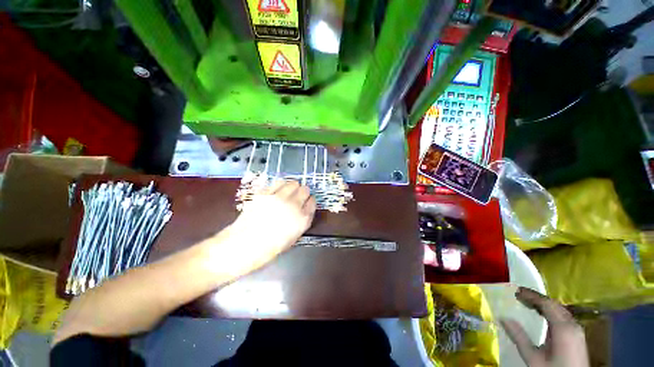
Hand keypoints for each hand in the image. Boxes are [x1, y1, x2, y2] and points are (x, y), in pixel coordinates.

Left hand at [227, 180, 315, 272]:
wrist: (243, 245)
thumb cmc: (269, 248)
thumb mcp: (292, 238)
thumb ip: (300, 222)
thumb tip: (301, 212)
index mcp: (302, 220)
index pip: (312, 203)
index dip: (310, 201)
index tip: (308, 201)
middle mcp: (293, 206)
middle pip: (305, 190)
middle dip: (303, 192)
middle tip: (299, 195)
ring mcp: (279, 198)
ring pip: (293, 183)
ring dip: (293, 186)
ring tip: (290, 190)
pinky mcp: (266, 193)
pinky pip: (278, 182)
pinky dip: (281, 184)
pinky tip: (279, 189)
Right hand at [501, 287, 588, 366]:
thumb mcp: (533, 358)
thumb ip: (520, 338)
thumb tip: (503, 318)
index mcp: (563, 328)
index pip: (547, 304)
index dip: (531, 295)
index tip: (516, 291)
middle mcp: (573, 325)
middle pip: (555, 305)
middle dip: (537, 299)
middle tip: (520, 296)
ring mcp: (577, 331)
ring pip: (560, 311)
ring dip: (544, 306)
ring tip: (529, 304)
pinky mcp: (578, 337)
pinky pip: (564, 318)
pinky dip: (551, 313)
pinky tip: (544, 317)